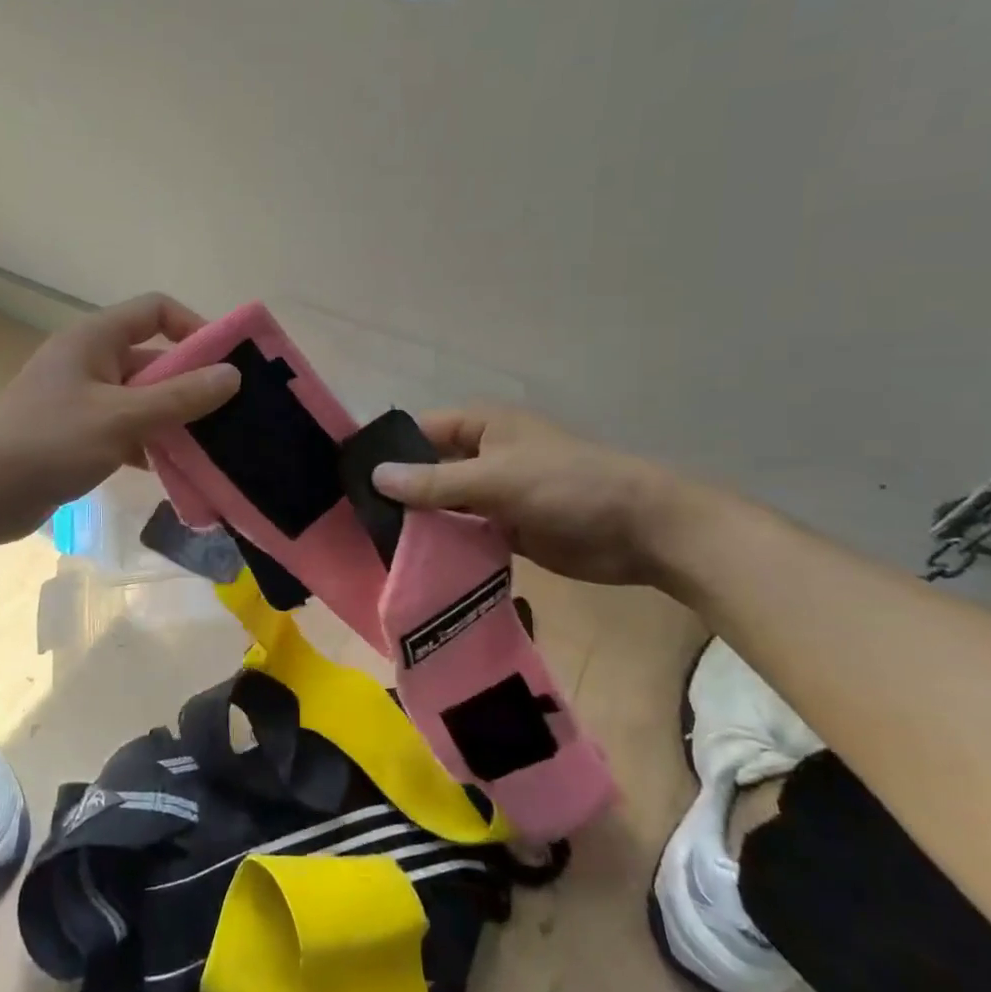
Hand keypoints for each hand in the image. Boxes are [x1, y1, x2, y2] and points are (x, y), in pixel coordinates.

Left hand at [0, 294, 239, 545]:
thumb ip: (179, 397)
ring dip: (173, 419)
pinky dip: (148, 443)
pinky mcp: (78, 432)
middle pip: (153, 358)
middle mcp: (90, 360)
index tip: (226, 363)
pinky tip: (170, 470)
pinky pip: (126, 427)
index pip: (155, 311)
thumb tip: (232, 376)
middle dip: (190, 384)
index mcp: (95, 339)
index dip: (194, 328)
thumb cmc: (50, 442)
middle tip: (229, 413)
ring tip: (209, 446)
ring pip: (142, 398)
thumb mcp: (122, 418)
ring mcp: (82, 398)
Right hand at [371, 406, 699, 586]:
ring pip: (444, 506)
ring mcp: (495, 494)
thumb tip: (375, 476)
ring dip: (420, 523)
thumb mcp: (496, 478)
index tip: (349, 482)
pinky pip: (465, 533)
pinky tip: (415, 564)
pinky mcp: (507, 528)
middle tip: (355, 523)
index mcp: (481, 427)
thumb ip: (435, 481)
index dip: (387, 453)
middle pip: (428, 471)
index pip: (419, 433)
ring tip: (375, 547)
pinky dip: (446, 545)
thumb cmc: (568, 486)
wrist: (641, 530)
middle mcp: (483, 456)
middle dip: (400, 494)